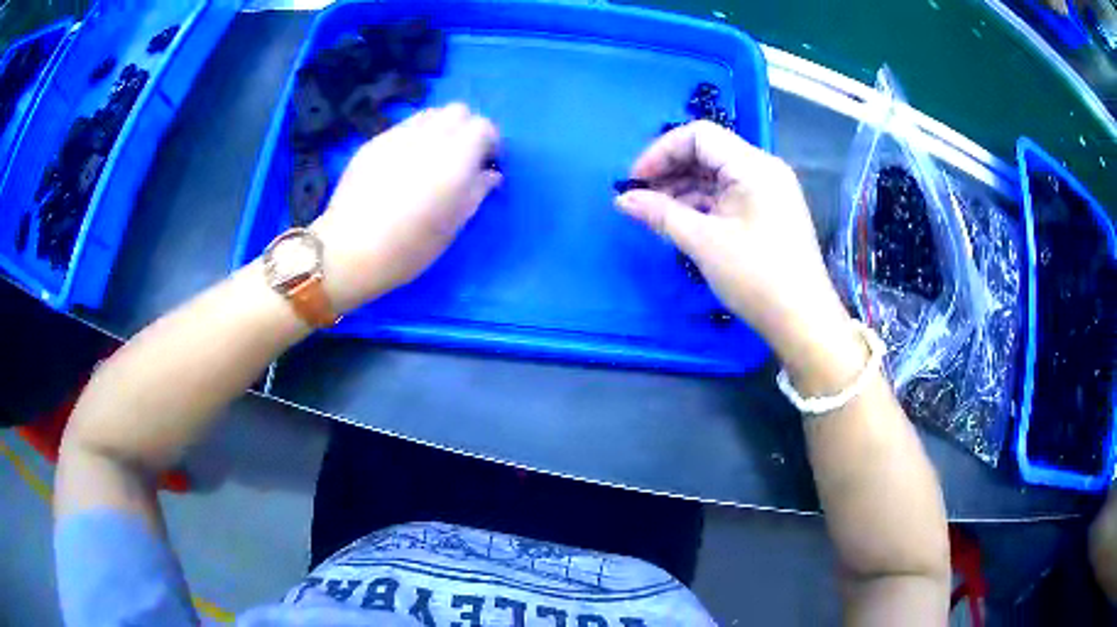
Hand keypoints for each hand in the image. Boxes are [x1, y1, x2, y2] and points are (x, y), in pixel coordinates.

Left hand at [311, 104, 500, 312]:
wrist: (349, 251)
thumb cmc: (408, 247)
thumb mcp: (453, 225)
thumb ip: (476, 191)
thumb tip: (491, 174)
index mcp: (454, 158)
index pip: (484, 127)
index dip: (491, 142)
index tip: (487, 165)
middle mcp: (428, 137)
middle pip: (459, 111)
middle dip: (467, 129)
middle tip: (463, 158)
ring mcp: (397, 136)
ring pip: (431, 114)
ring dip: (441, 129)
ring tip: (433, 158)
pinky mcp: (374, 142)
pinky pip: (404, 127)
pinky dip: (415, 137)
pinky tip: (404, 165)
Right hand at [615, 121, 851, 365]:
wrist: (803, 321)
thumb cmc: (756, 276)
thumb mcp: (703, 242)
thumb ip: (660, 213)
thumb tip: (622, 200)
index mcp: (753, 165)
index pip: (698, 135)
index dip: (661, 152)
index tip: (634, 181)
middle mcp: (763, 169)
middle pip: (707, 153)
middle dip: (670, 171)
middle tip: (640, 199)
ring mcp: (769, 191)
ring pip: (717, 176)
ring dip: (683, 189)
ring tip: (654, 214)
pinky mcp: (769, 213)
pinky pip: (729, 196)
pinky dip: (702, 205)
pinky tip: (681, 222)